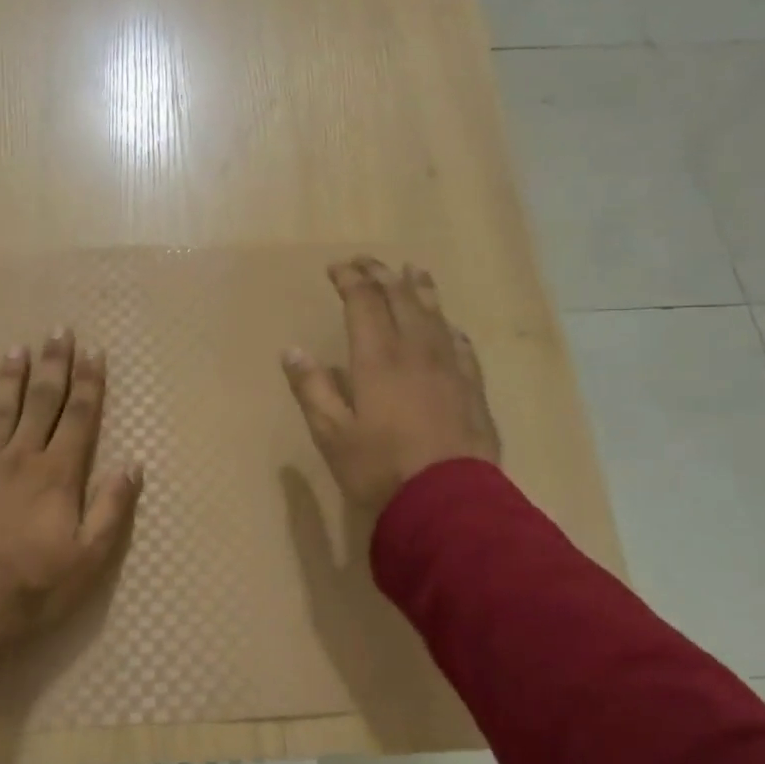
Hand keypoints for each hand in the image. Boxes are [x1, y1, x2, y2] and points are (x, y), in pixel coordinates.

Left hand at [0, 330, 142, 668]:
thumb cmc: (36, 587)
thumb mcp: (90, 557)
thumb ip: (111, 507)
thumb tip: (132, 464)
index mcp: (57, 474)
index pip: (79, 417)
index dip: (89, 382)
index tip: (93, 352)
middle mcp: (20, 458)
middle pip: (41, 402)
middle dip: (53, 365)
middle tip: (57, 331)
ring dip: (10, 378)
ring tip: (16, 349)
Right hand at [282, 257, 500, 513]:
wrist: (448, 501)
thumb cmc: (380, 468)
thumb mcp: (331, 434)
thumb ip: (312, 389)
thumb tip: (292, 351)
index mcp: (378, 358)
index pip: (364, 302)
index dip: (350, 280)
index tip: (337, 267)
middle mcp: (416, 351)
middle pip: (401, 299)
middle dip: (381, 275)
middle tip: (367, 262)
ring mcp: (450, 368)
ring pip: (435, 316)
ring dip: (420, 290)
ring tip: (414, 271)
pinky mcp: (472, 389)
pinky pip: (462, 346)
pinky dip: (450, 329)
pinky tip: (450, 328)